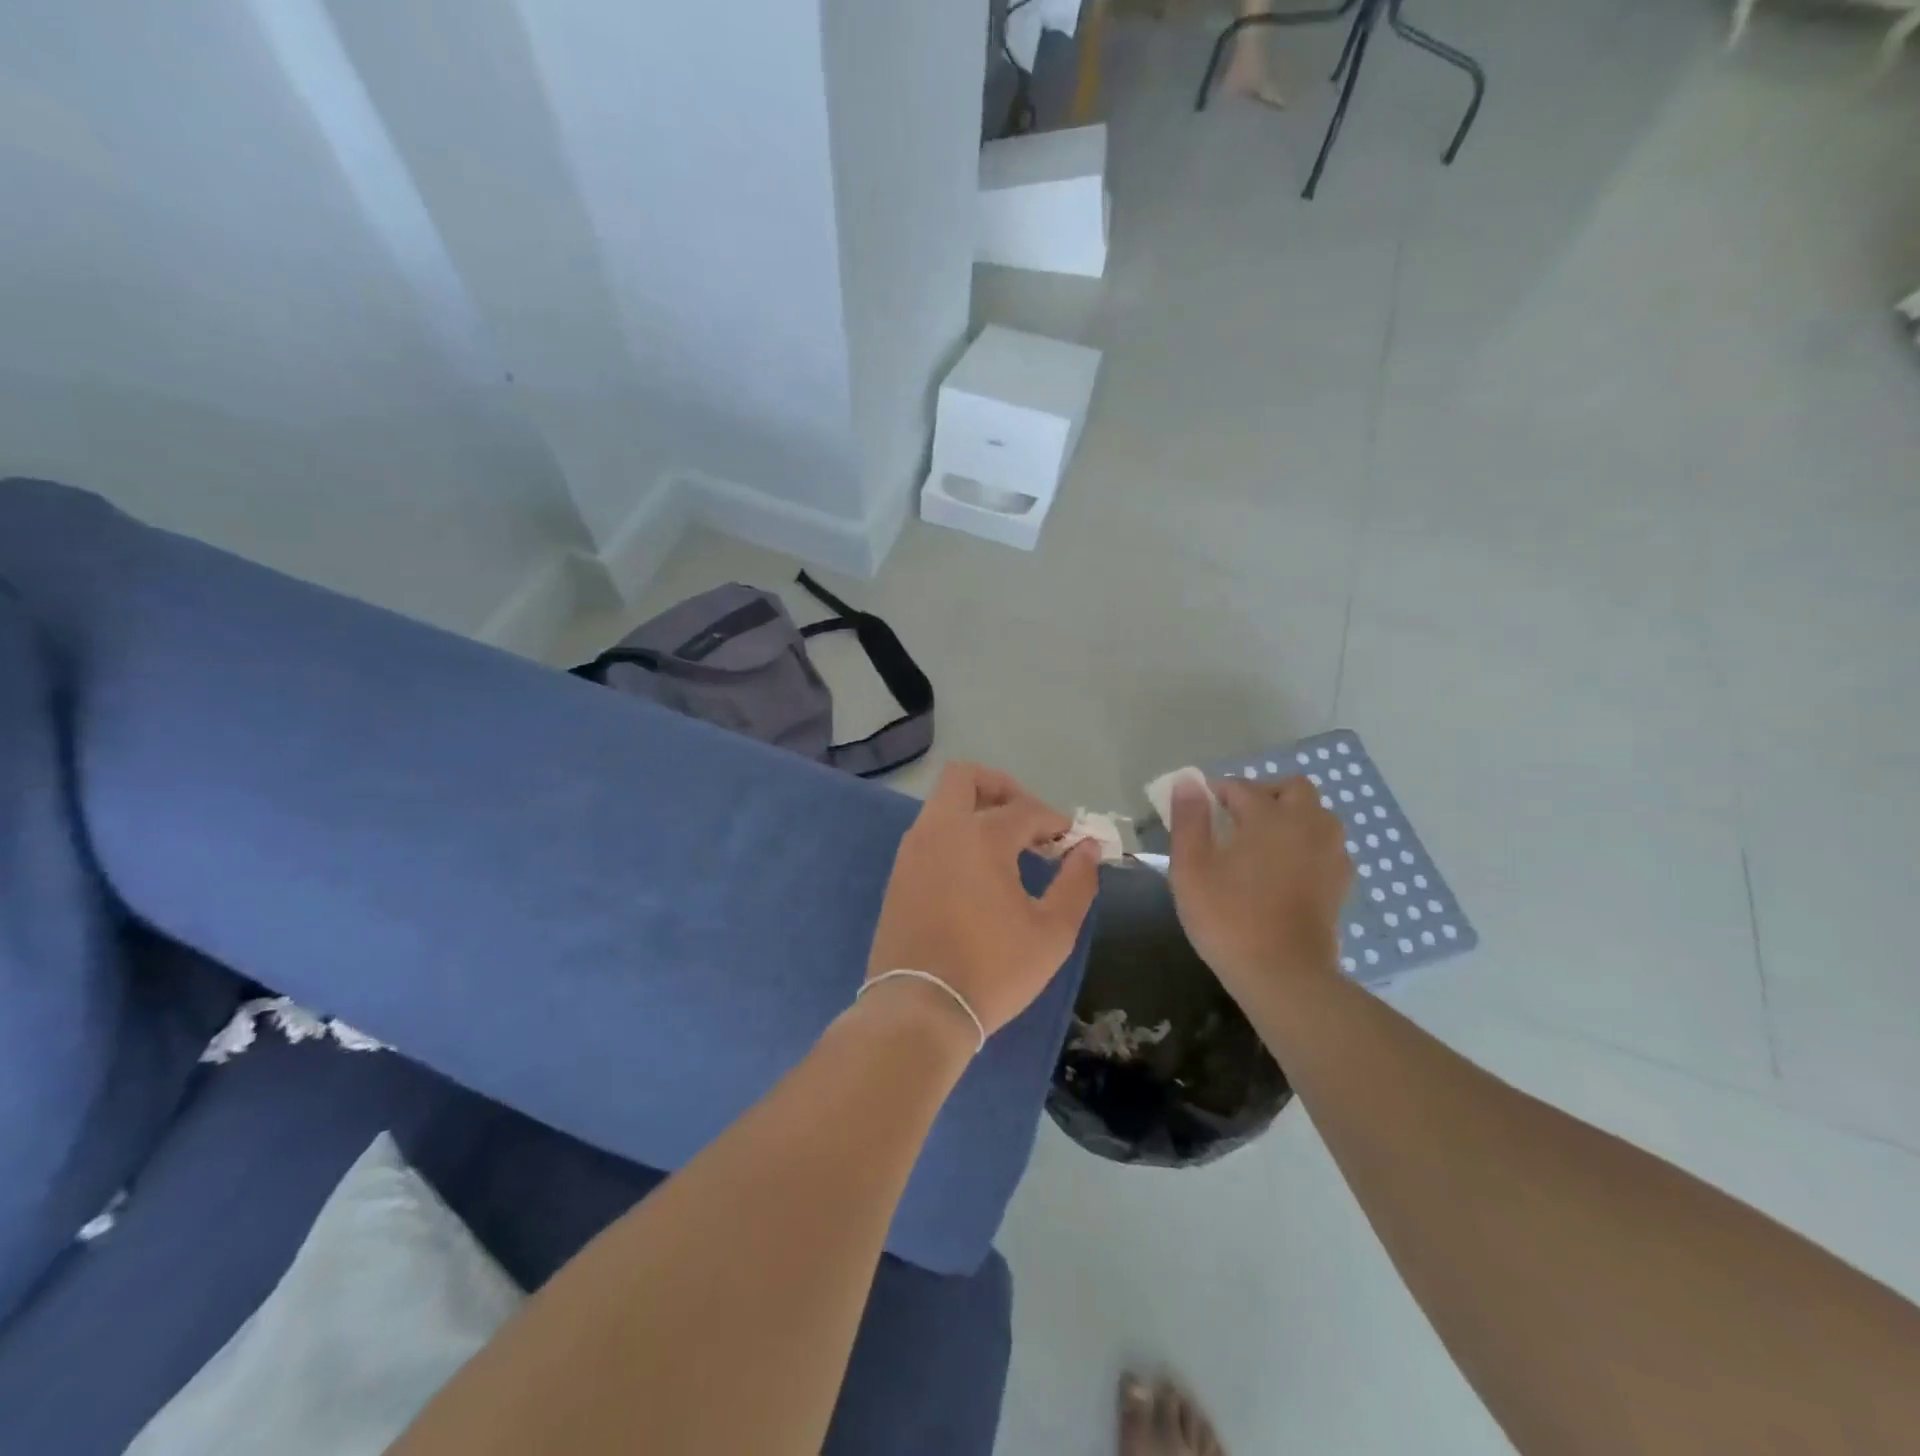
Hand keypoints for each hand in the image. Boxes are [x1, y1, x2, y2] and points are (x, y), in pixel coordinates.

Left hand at [866, 761, 1100, 1042]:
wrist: (919, 1008)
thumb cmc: (993, 969)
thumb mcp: (1052, 932)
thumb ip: (1076, 883)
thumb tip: (1088, 848)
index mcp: (981, 836)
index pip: (1026, 809)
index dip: (1054, 821)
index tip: (1070, 842)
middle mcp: (941, 830)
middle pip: (965, 777)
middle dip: (1002, 788)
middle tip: (1027, 820)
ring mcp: (913, 850)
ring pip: (943, 804)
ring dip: (976, 811)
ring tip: (1007, 849)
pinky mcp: (898, 874)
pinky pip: (930, 834)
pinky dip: (956, 836)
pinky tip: (977, 872)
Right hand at [1168, 776, 1351, 997]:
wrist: (1283, 975)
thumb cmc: (1228, 918)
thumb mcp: (1190, 868)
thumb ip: (1188, 820)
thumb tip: (1187, 781)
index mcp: (1269, 817)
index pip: (1239, 787)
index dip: (1214, 794)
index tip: (1196, 812)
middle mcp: (1307, 825)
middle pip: (1292, 789)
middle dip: (1263, 794)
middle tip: (1235, 819)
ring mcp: (1330, 854)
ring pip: (1317, 815)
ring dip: (1291, 816)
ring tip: (1261, 842)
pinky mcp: (1340, 883)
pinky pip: (1326, 846)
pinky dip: (1306, 844)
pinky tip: (1285, 869)